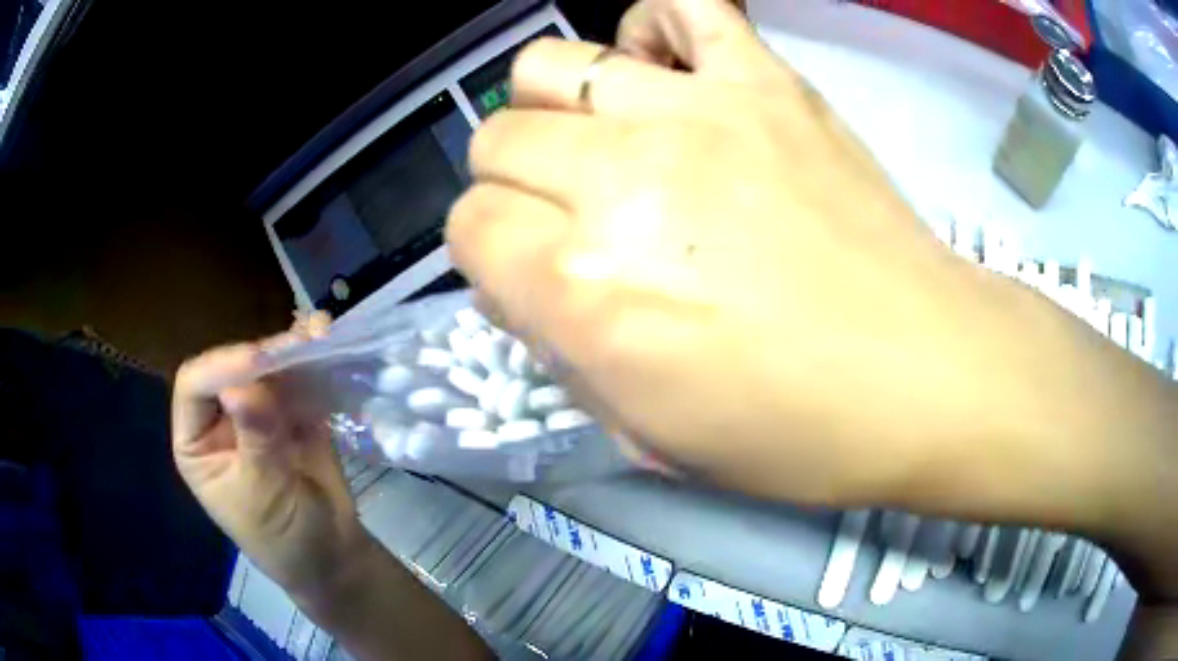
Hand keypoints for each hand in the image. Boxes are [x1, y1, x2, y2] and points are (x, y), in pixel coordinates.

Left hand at [172, 314, 364, 600]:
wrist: (333, 555)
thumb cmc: (284, 537)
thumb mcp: (263, 496)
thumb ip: (255, 441)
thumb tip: (242, 387)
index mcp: (198, 442)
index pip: (195, 387)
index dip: (222, 367)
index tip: (260, 362)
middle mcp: (222, 419)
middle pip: (233, 368)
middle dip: (264, 354)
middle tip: (300, 343)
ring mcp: (257, 413)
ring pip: (267, 369)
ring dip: (292, 350)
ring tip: (320, 334)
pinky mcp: (292, 413)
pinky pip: (298, 381)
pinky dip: (313, 363)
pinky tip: (329, 346)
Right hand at [446, 0, 1175, 545]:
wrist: (925, 374)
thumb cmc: (794, 429)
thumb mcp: (650, 431)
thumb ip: (563, 348)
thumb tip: (526, 279)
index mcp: (584, 287)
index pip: (468, 230)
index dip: (489, 259)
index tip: (533, 281)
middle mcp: (620, 179)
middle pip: (497, 141)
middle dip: (514, 187)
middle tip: (571, 220)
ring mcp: (696, 111)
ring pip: (550, 65)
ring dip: (554, 110)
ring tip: (603, 143)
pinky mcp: (764, 80)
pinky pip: (678, 6)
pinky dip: (652, 32)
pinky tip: (666, 76)